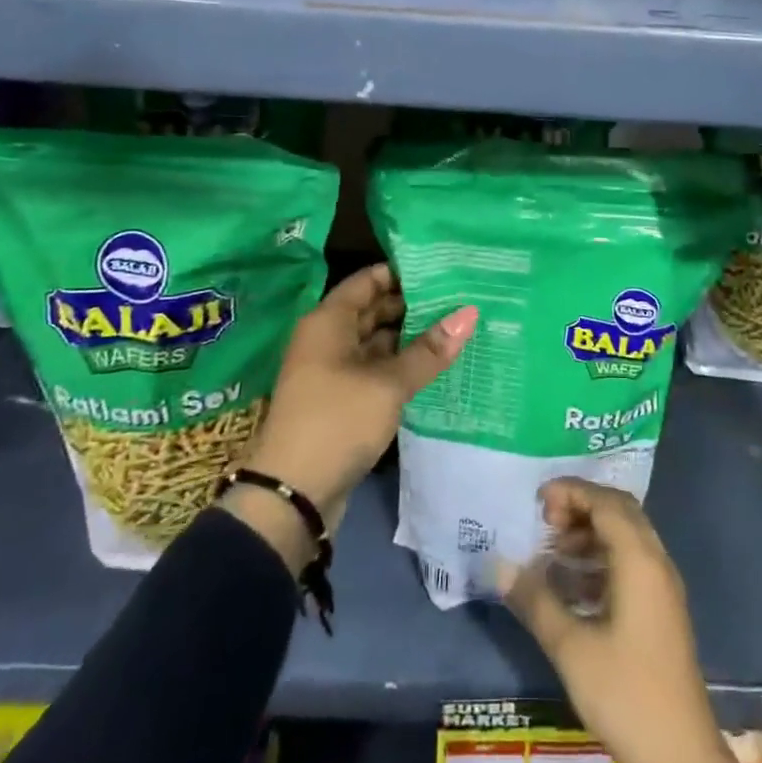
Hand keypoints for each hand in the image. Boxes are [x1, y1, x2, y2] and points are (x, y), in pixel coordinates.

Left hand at [223, 264, 476, 570]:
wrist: (292, 494)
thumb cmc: (337, 421)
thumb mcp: (388, 383)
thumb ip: (429, 350)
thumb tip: (469, 313)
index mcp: (329, 322)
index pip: (368, 280)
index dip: (403, 272)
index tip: (443, 268)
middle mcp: (328, 339)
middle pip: (373, 310)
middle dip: (413, 305)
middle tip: (460, 298)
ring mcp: (333, 371)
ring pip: (377, 343)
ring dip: (410, 338)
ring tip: (456, 328)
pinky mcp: (342, 400)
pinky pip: (375, 370)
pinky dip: (401, 366)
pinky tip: (436, 366)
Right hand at [499, 480, 745, 762]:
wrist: (681, 758)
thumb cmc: (625, 694)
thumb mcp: (571, 647)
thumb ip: (536, 600)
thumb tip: (501, 566)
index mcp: (640, 560)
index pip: (606, 502)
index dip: (571, 492)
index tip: (537, 500)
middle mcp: (656, 563)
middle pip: (619, 512)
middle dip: (581, 507)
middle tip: (545, 522)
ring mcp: (662, 588)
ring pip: (626, 538)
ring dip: (590, 534)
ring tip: (552, 553)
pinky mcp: (661, 611)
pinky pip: (630, 564)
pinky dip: (601, 560)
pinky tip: (571, 586)